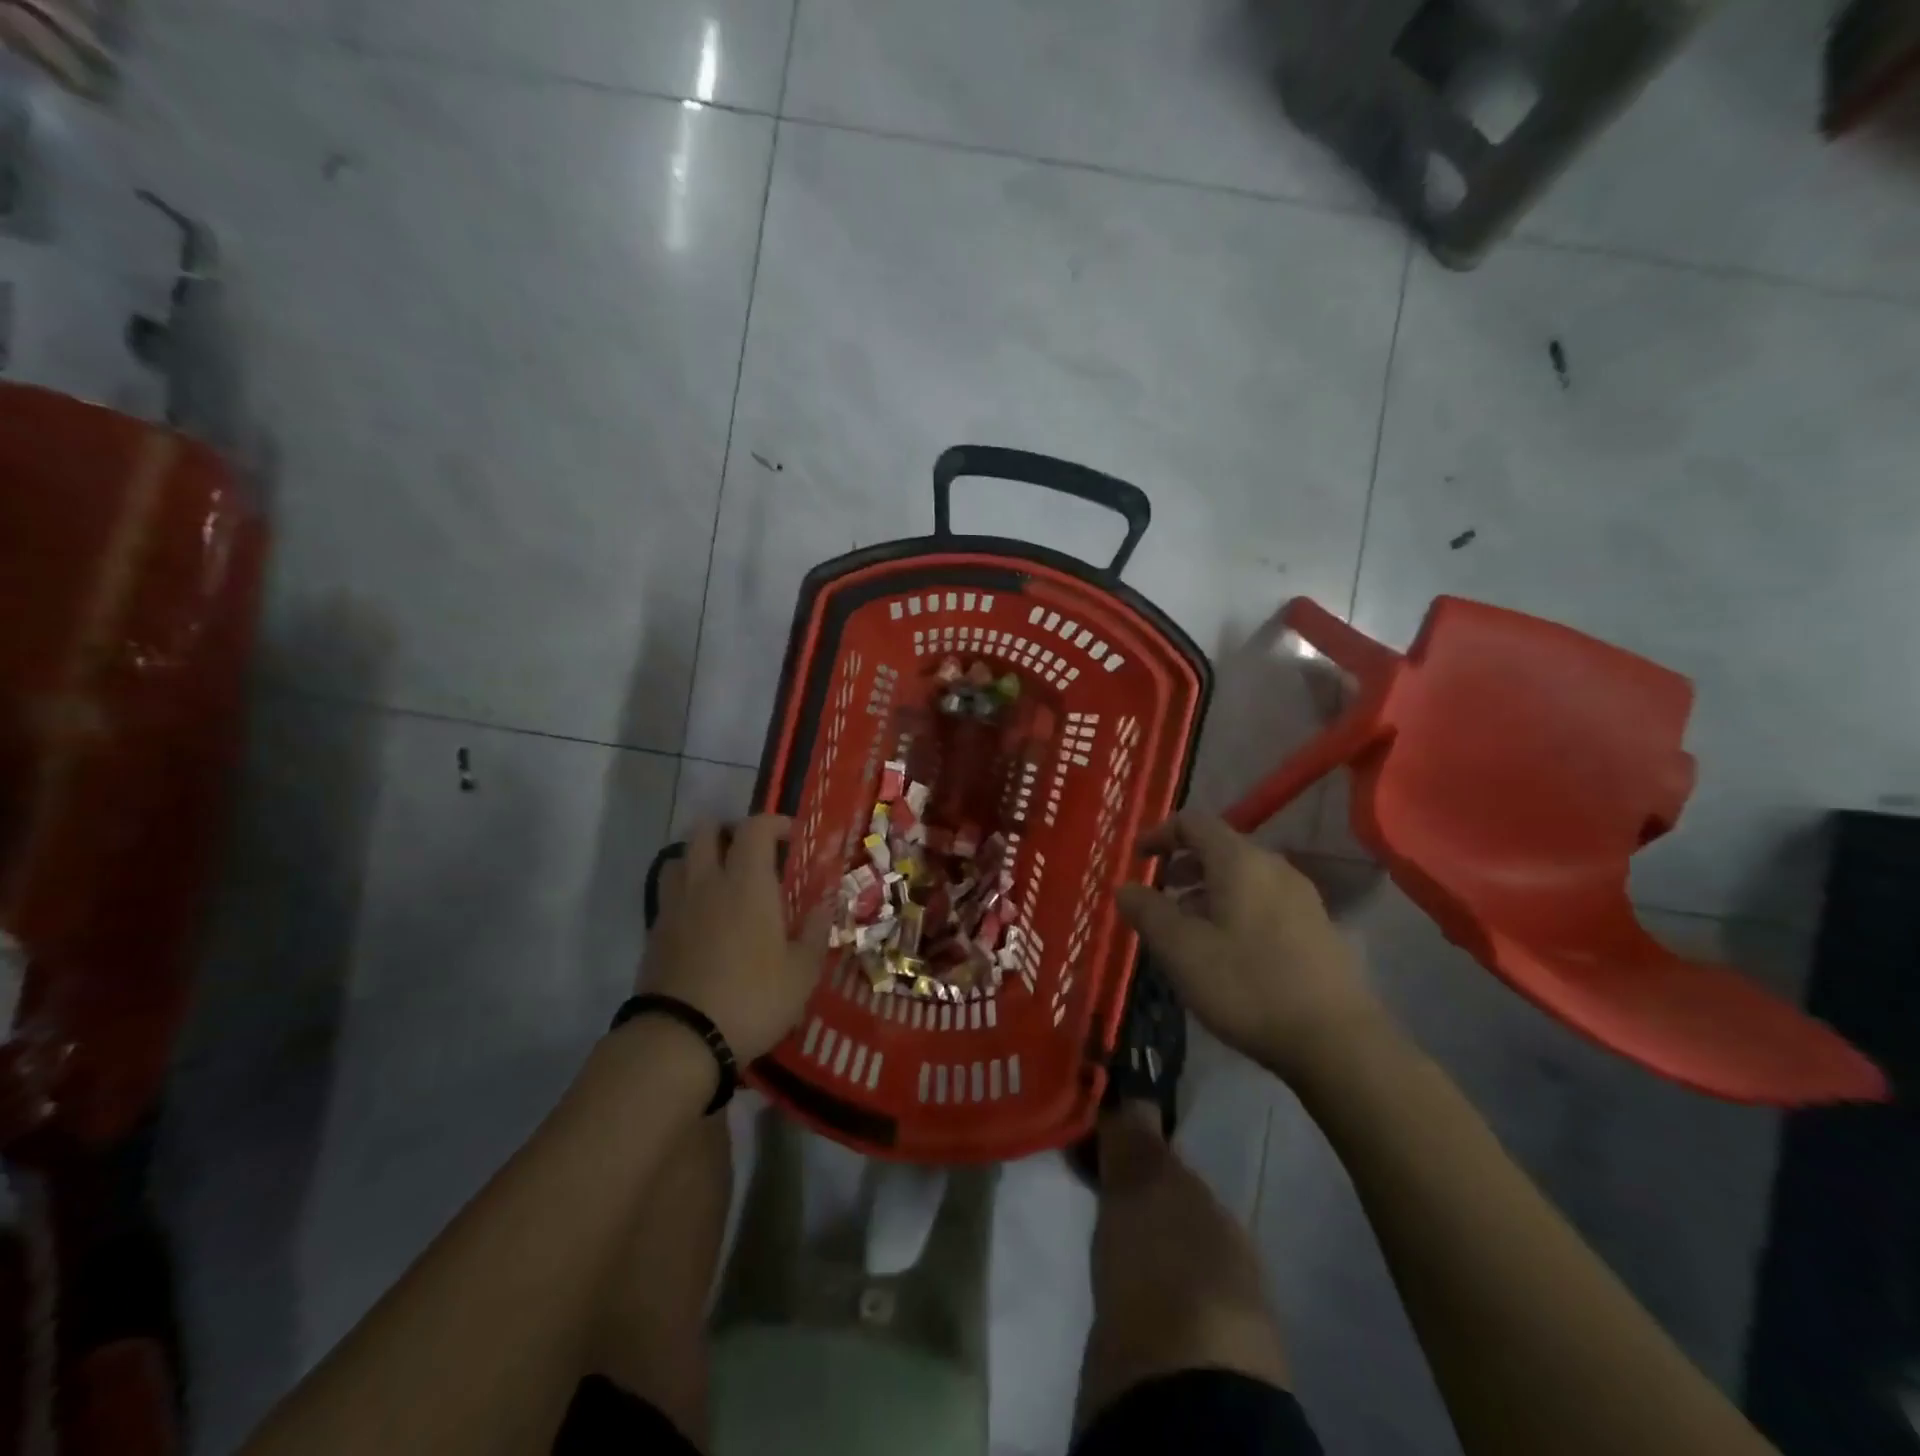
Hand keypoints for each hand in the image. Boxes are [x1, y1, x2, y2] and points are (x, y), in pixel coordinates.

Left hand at [640, 817, 828, 1063]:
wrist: (680, 1039)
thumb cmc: (752, 999)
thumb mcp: (802, 972)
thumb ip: (816, 931)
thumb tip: (826, 903)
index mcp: (747, 883)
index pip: (755, 827)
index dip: (774, 823)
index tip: (790, 837)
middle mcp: (707, 882)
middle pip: (706, 830)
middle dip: (729, 830)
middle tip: (751, 852)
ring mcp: (675, 906)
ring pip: (679, 857)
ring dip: (700, 858)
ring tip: (720, 881)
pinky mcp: (654, 932)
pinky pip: (669, 894)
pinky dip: (685, 893)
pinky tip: (701, 920)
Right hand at [1115, 812, 1384, 1079]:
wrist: (1337, 1042)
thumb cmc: (1247, 986)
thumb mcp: (1181, 950)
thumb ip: (1147, 911)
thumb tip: (1124, 887)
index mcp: (1240, 861)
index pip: (1194, 822)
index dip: (1160, 833)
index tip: (1137, 857)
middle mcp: (1275, 868)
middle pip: (1221, 849)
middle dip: (1183, 866)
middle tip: (1159, 895)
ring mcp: (1303, 899)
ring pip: (1244, 878)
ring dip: (1208, 892)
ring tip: (1188, 929)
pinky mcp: (1318, 930)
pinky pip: (1265, 903)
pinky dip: (1235, 910)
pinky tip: (1228, 952)